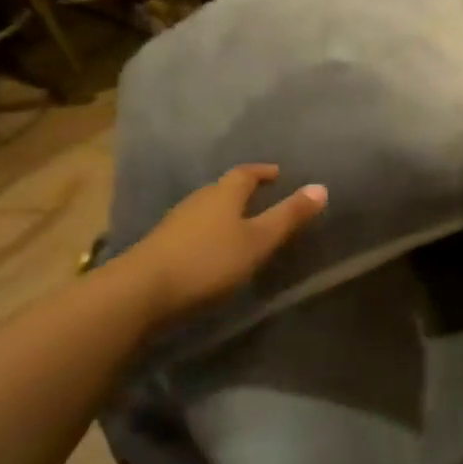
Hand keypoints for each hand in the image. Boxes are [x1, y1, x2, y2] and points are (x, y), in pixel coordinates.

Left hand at [117, 164, 326, 323]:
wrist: (141, 292)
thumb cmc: (209, 262)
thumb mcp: (258, 241)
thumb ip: (288, 217)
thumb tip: (321, 187)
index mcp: (223, 193)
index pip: (246, 173)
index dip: (263, 172)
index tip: (278, 174)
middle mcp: (198, 200)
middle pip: (224, 188)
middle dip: (244, 191)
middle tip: (265, 199)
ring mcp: (176, 222)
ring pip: (207, 210)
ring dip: (225, 213)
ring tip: (243, 226)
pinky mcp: (162, 246)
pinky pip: (194, 230)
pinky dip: (210, 233)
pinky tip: (214, 251)